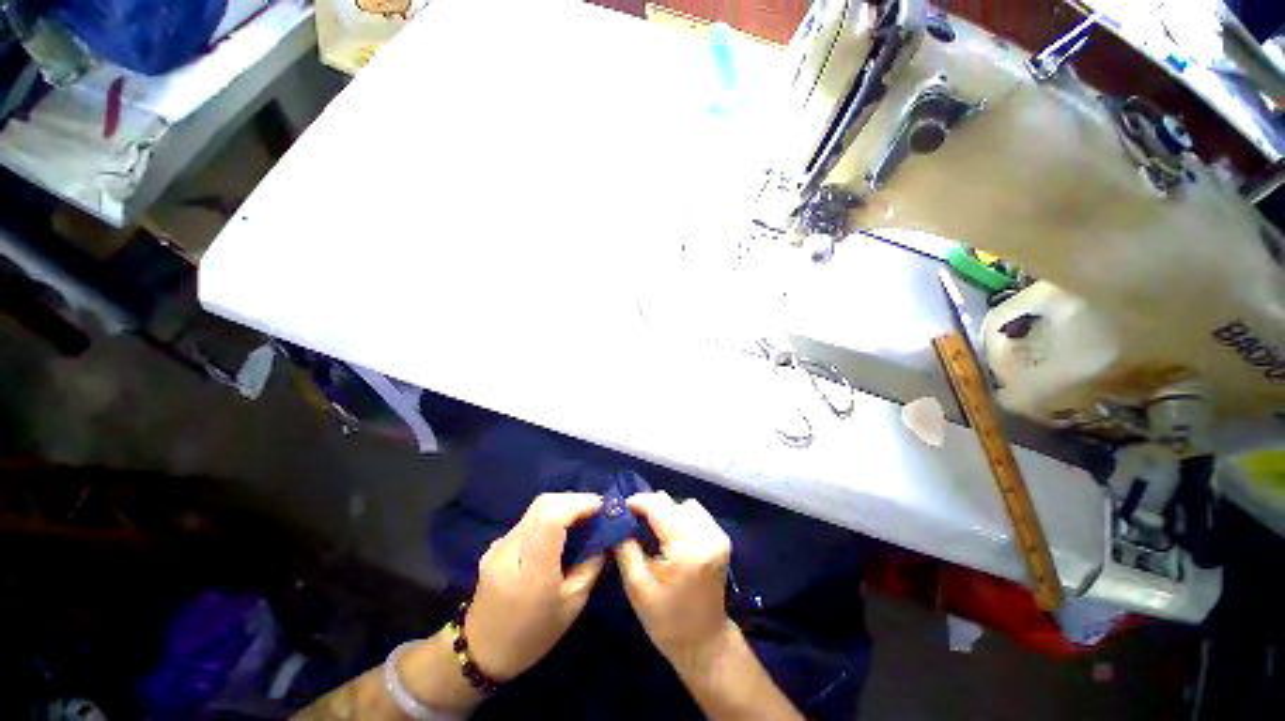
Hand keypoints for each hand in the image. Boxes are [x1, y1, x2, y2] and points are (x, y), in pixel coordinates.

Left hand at [465, 492, 605, 680]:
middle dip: (575, 500)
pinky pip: (529, 519)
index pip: (553, 517)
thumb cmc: (533, 636)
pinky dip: (550, 515)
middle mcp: (511, 550)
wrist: (481, 653)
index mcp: (531, 571)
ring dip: (563, 505)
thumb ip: (591, 566)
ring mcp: (500, 545)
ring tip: (584, 516)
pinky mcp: (497, 544)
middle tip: (597, 509)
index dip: (580, 504)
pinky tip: (562, 528)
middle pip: (545, 504)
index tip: (603, 507)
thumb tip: (606, 538)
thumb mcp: (572, 605)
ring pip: (536, 508)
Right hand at [614, 492, 735, 666]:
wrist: (705, 642)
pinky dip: (680, 517)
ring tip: (652, 529)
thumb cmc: (667, 621)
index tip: (619, 510)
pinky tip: (670, 535)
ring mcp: (717, 534)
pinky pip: (696, 513)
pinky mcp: (720, 537)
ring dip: (666, 511)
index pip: (658, 506)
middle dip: (649, 507)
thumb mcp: (637, 587)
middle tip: (632, 522)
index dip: (636, 502)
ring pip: (684, 504)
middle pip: (671, 502)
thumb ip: (625, 546)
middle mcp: (707, 534)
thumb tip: (617, 518)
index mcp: (688, 548)